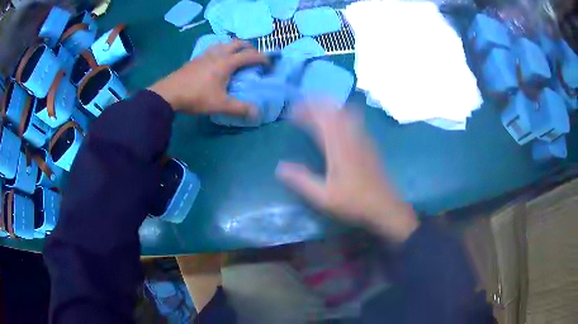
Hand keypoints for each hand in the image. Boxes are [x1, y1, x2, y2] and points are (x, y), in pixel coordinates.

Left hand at [149, 40, 267, 114]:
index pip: (249, 55)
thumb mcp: (220, 105)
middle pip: (237, 43)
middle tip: (254, 56)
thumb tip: (257, 113)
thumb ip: (240, 108)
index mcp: (226, 63)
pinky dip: (222, 50)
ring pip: (224, 43)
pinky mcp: (196, 58)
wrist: (169, 93)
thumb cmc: (196, 97)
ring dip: (234, 46)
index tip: (269, 64)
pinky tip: (217, 60)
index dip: (262, 58)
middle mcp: (218, 54)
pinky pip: (213, 48)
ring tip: (236, 56)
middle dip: (249, 47)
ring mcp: (205, 54)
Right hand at [276, 103, 418, 243]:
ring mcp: (363, 138)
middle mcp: (351, 137)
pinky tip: (337, 121)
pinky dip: (342, 113)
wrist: (385, 206)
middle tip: (301, 105)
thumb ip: (302, 181)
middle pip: (333, 110)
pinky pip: (354, 119)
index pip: (320, 119)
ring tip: (316, 108)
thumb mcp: (323, 197)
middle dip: (316, 103)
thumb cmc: (354, 202)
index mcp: (338, 147)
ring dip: (329, 106)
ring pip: (345, 112)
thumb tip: (280, 167)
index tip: (291, 111)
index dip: (305, 111)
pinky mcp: (369, 143)